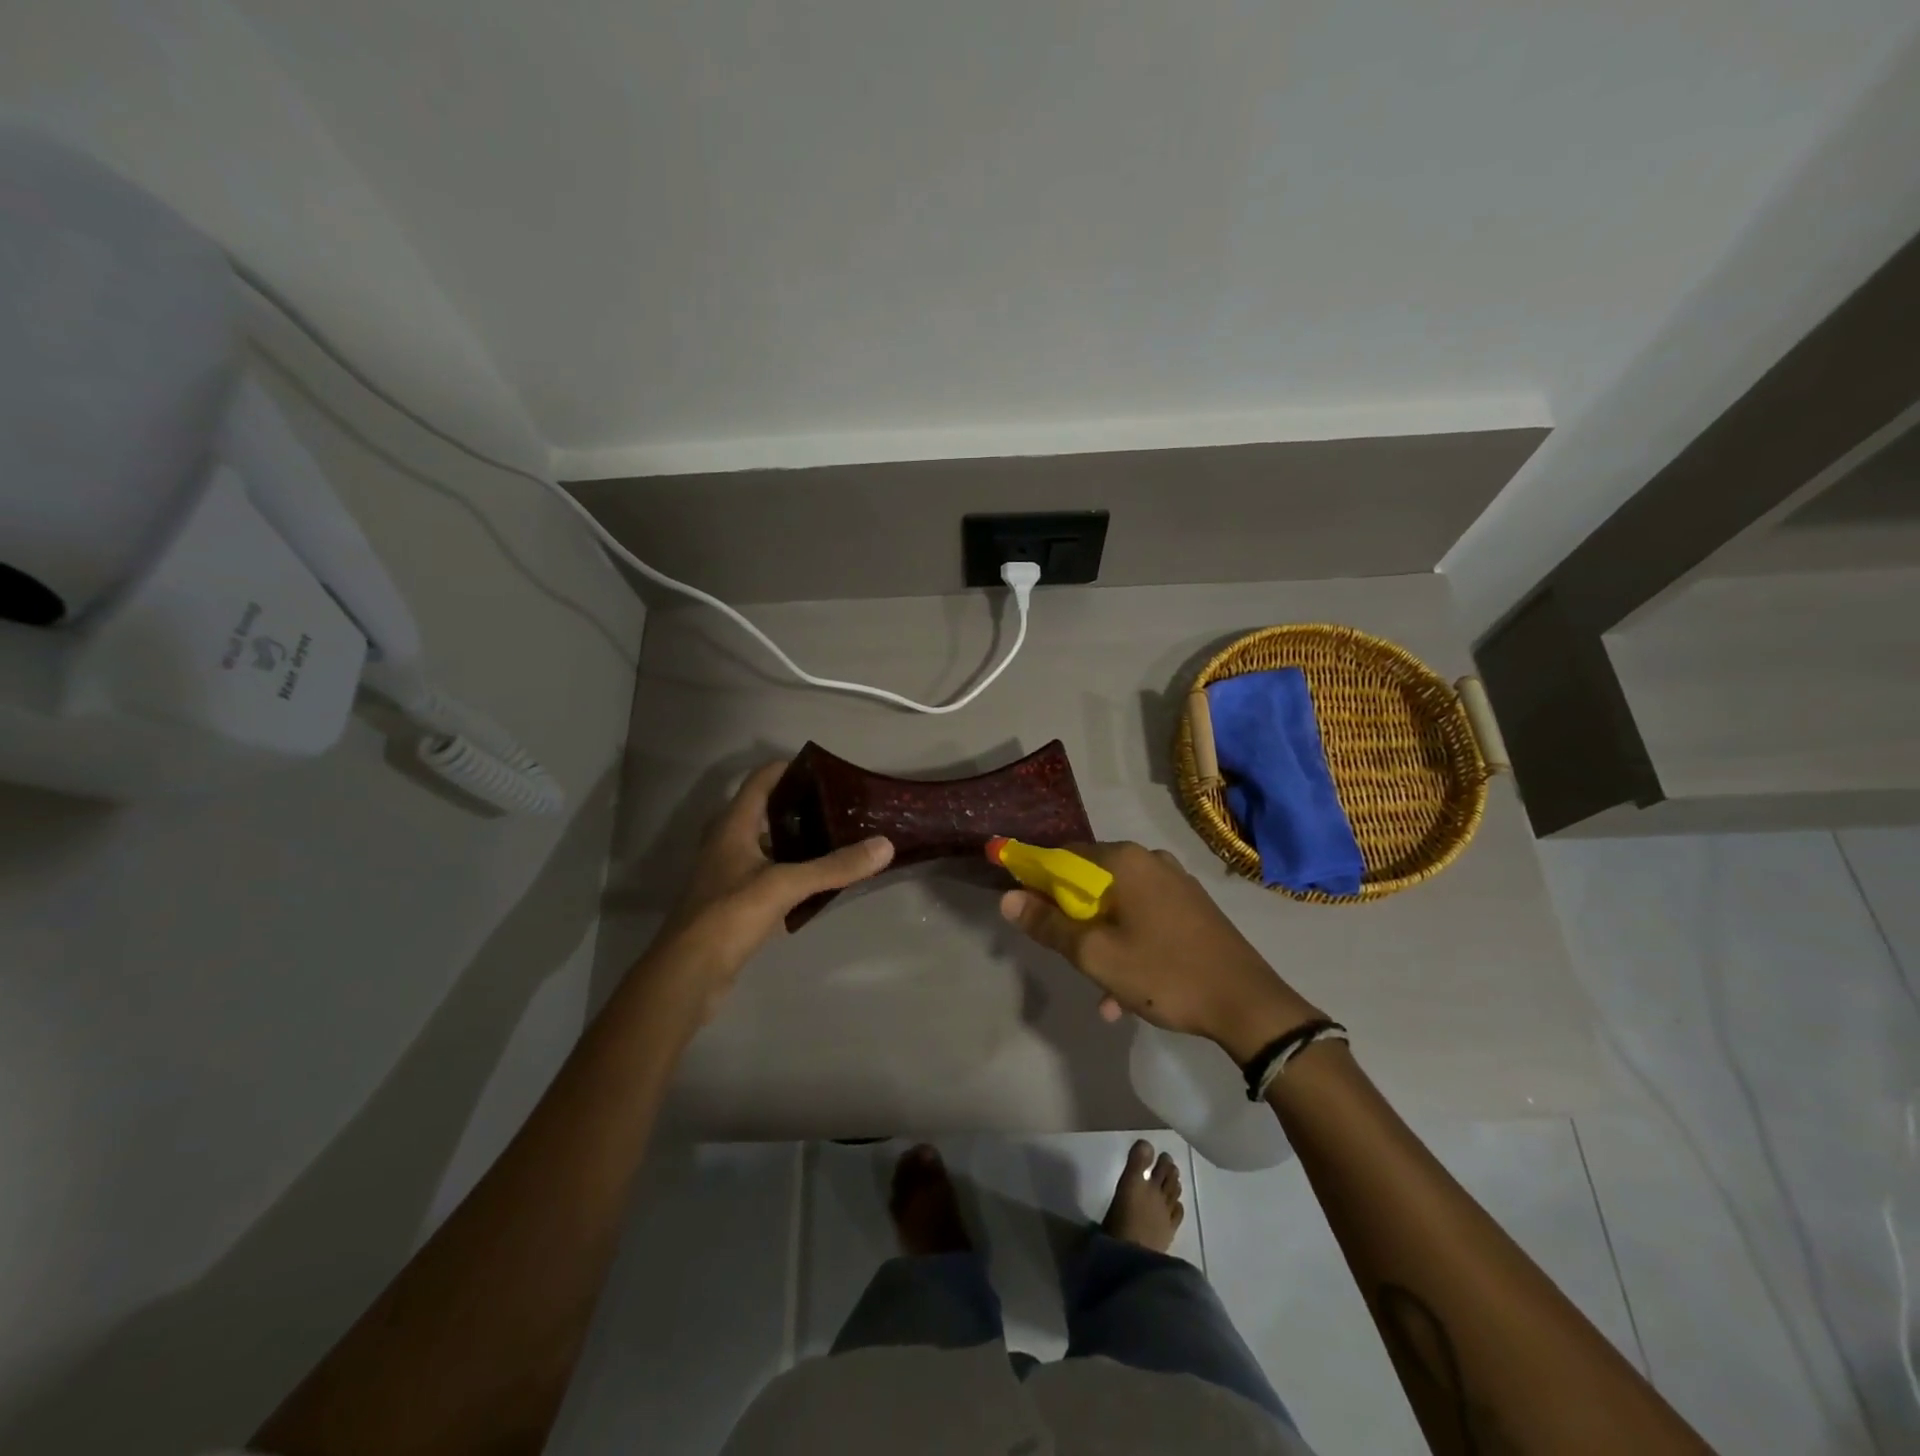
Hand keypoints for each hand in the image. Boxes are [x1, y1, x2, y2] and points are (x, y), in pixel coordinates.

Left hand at [651, 761, 892, 1016]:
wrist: (688, 973)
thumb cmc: (730, 915)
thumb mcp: (785, 885)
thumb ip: (834, 866)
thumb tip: (885, 845)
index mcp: (732, 826)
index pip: (760, 781)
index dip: (789, 769)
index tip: (826, 770)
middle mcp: (726, 842)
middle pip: (764, 811)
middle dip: (799, 805)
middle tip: (839, 806)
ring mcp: (727, 874)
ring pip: (766, 844)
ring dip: (795, 839)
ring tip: (835, 837)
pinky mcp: (733, 902)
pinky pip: (767, 874)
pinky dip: (790, 870)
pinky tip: (816, 879)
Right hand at [999, 841, 1321, 1062]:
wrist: (1249, 1005)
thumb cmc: (1164, 973)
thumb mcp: (1096, 954)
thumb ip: (1048, 924)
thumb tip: (1008, 898)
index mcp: (1124, 861)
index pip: (1063, 855)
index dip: (1037, 880)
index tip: (1026, 912)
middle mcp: (1150, 861)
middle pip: (1091, 881)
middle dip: (1072, 919)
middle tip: (1066, 954)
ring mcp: (1176, 883)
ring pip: (1118, 906)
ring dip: (1101, 941)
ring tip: (1099, 989)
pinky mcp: (1192, 908)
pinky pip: (1145, 918)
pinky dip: (1129, 946)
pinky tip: (1127, 993)